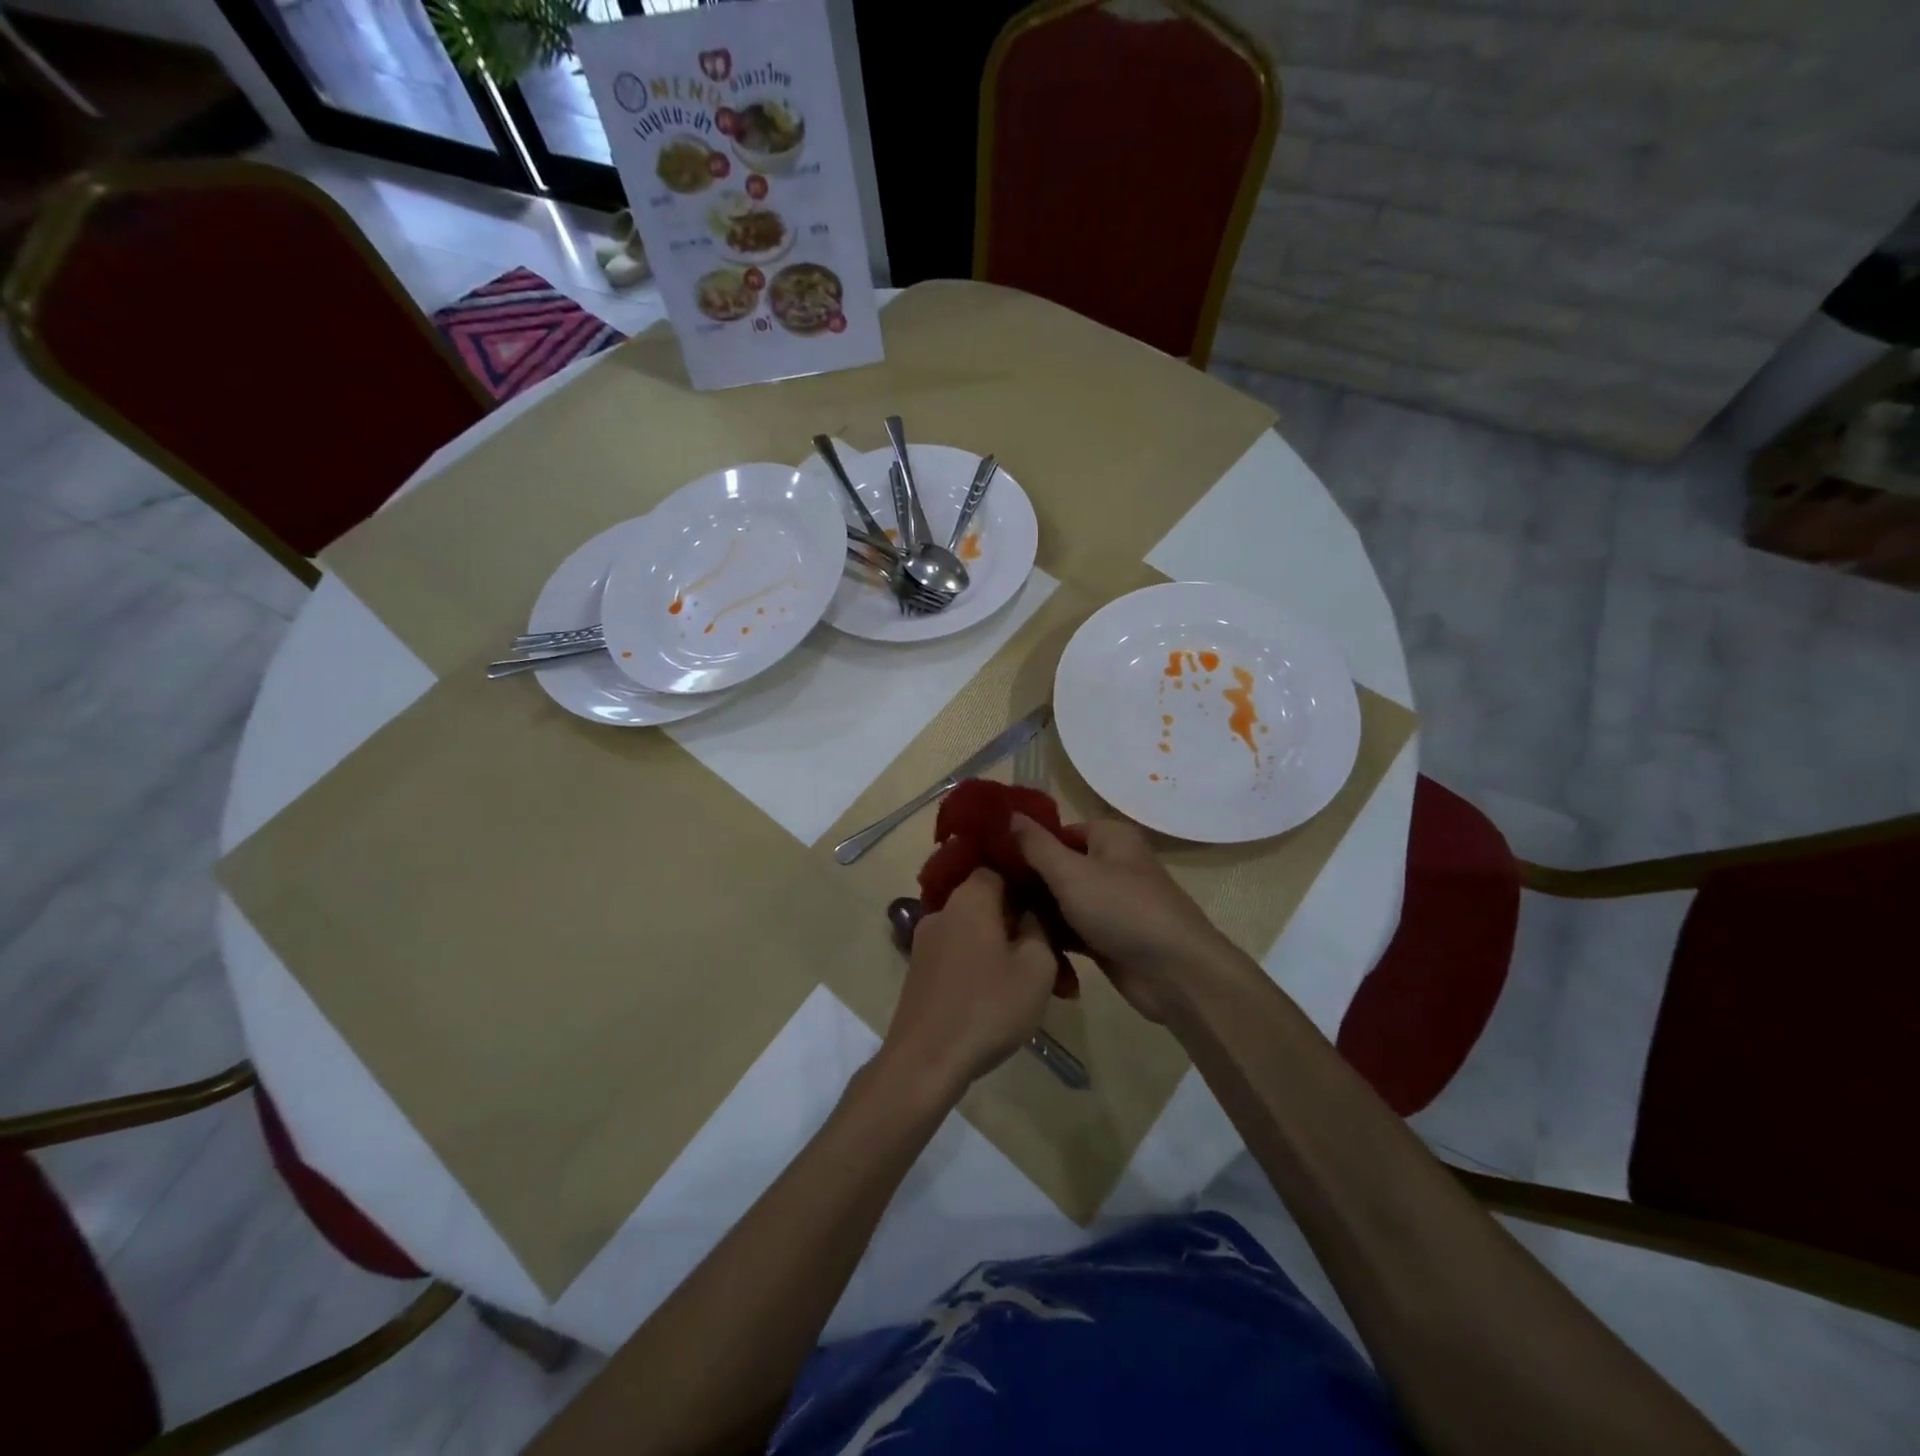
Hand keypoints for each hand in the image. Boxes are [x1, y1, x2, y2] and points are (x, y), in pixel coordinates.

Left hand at [881, 869, 1057, 1097]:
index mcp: (970, 898)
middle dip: (1019, 922)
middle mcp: (943, 911)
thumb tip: (1031, 910)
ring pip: (975, 932)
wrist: (925, 1061)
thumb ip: (1040, 928)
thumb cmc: (988, 1007)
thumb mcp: (1036, 966)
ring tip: (1034, 983)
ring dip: (1003, 950)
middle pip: (988, 902)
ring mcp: (926, 942)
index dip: (1027, 881)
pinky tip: (1001, 997)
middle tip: (1051, 953)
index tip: (1050, 902)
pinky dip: (982, 967)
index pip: (998, 868)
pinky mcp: (920, 972)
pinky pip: (960, 955)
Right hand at [1009, 815, 1236, 1022]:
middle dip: (1026, 880)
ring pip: (1062, 901)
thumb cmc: (1122, 909)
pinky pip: (1072, 929)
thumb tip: (1008, 814)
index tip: (988, 857)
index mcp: (1110, 838)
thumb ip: (1036, 845)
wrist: (1174, 974)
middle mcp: (1111, 865)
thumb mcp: (1071, 872)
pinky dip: (1052, 935)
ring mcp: (1110, 904)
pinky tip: (1018, 942)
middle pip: (1058, 866)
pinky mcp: (1108, 938)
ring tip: (993, 918)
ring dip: (1036, 910)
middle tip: (985, 892)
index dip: (1026, 842)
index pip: (1058, 831)